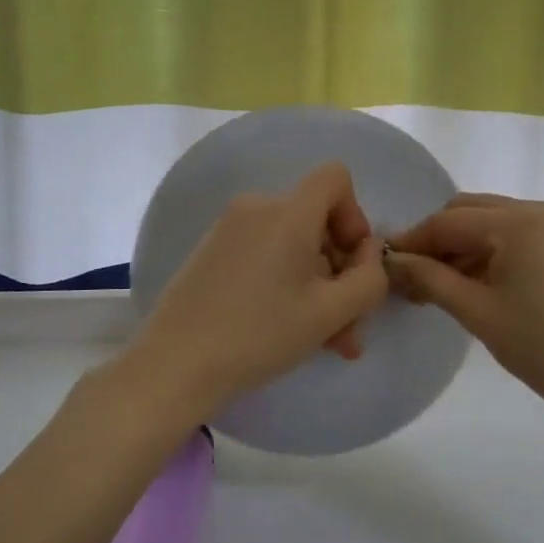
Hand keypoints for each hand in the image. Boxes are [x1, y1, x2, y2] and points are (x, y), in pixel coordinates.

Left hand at [126, 162, 390, 416]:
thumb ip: (369, 279)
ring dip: (315, 286)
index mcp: (287, 212)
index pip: (335, 178)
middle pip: (316, 221)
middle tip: (347, 326)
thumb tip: (367, 256)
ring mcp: (228, 229)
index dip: (355, 216)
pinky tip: (286, 329)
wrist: (174, 365)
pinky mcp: (211, 252)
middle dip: (339, 270)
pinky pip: (264, 254)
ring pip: (292, 245)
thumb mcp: (330, 313)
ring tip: (323, 339)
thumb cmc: (260, 335)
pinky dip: (284, 282)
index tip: (351, 263)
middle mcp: (256, 207)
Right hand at [384, 195, 543, 428]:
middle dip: (438, 241)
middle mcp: (543, 209)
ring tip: (441, 287)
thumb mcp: (479, 314)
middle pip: (471, 212)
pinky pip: (521, 235)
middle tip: (413, 279)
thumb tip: (391, 260)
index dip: (413, 241)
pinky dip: (494, 252)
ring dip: (465, 247)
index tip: (385, 265)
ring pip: (495, 223)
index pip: (448, 221)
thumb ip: (430, 279)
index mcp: (520, 221)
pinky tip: (479, 284)